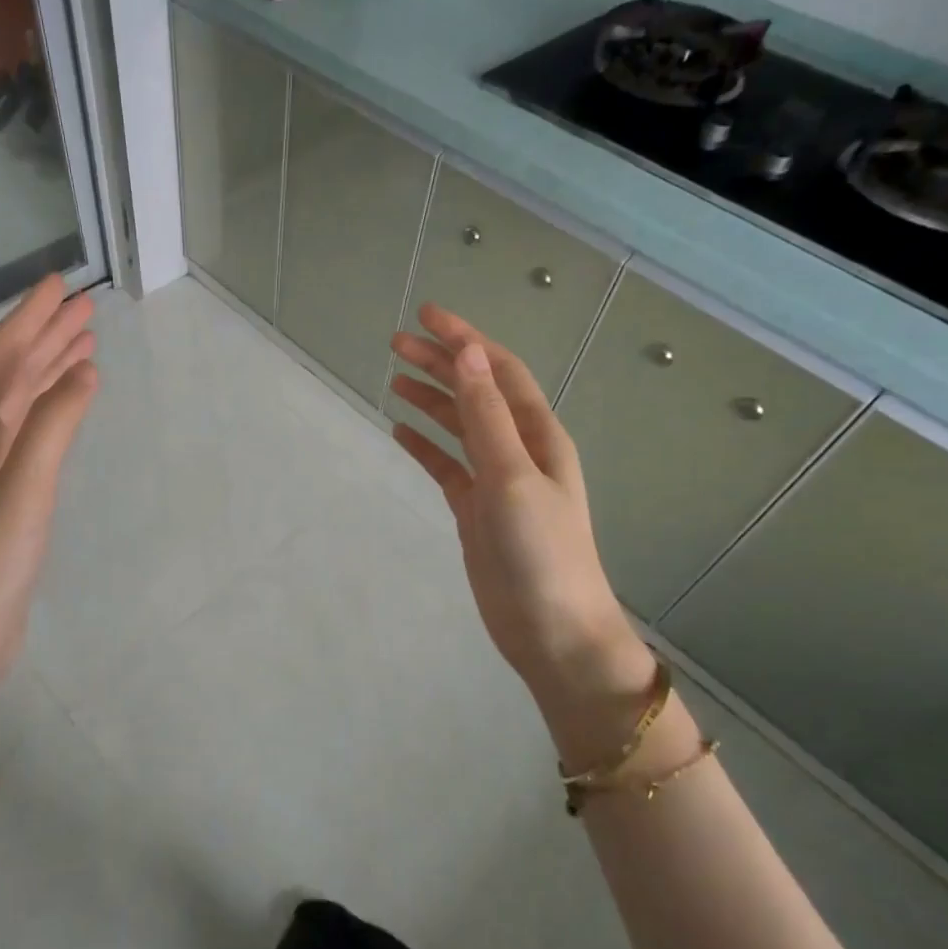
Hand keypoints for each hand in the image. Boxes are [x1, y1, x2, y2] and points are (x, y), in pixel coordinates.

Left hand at [0, 275, 97, 760]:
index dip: (29, 320)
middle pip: (8, 375)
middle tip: (84, 306)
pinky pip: (29, 434)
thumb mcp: (23, 492)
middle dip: (43, 337)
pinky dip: (51, 411)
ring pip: (19, 404)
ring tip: (84, 343)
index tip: (60, 285)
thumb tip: (84, 372)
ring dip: (49, 370)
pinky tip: (70, 404)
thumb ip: (52, 428)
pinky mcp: (3, 498)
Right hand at [390, 305, 657, 763]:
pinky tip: (401, 430)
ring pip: (459, 426)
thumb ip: (487, 415)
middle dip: (440, 363)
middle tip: (395, 342)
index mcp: (537, 434)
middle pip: (475, 392)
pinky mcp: (477, 510)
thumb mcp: (513, 476)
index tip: (426, 315)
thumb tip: (468, 354)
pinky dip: (425, 445)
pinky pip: (447, 465)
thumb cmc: (541, 552)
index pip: (498, 371)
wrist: (553, 632)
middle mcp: (519, 449)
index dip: (465, 340)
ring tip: (394, 377)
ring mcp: (497, 481)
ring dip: (431, 398)